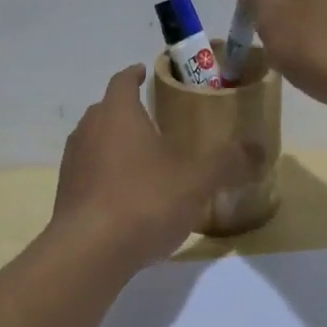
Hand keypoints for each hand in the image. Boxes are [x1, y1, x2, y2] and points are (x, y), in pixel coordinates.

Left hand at [51, 65, 259, 268]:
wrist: (88, 253)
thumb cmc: (144, 199)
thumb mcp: (197, 179)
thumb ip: (229, 162)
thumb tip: (260, 149)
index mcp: (117, 114)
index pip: (122, 81)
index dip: (134, 74)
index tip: (145, 72)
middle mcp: (88, 131)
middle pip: (106, 110)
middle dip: (127, 111)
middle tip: (155, 119)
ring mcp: (73, 165)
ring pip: (95, 143)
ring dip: (116, 145)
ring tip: (144, 159)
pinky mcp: (67, 197)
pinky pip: (90, 175)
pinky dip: (107, 176)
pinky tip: (130, 197)